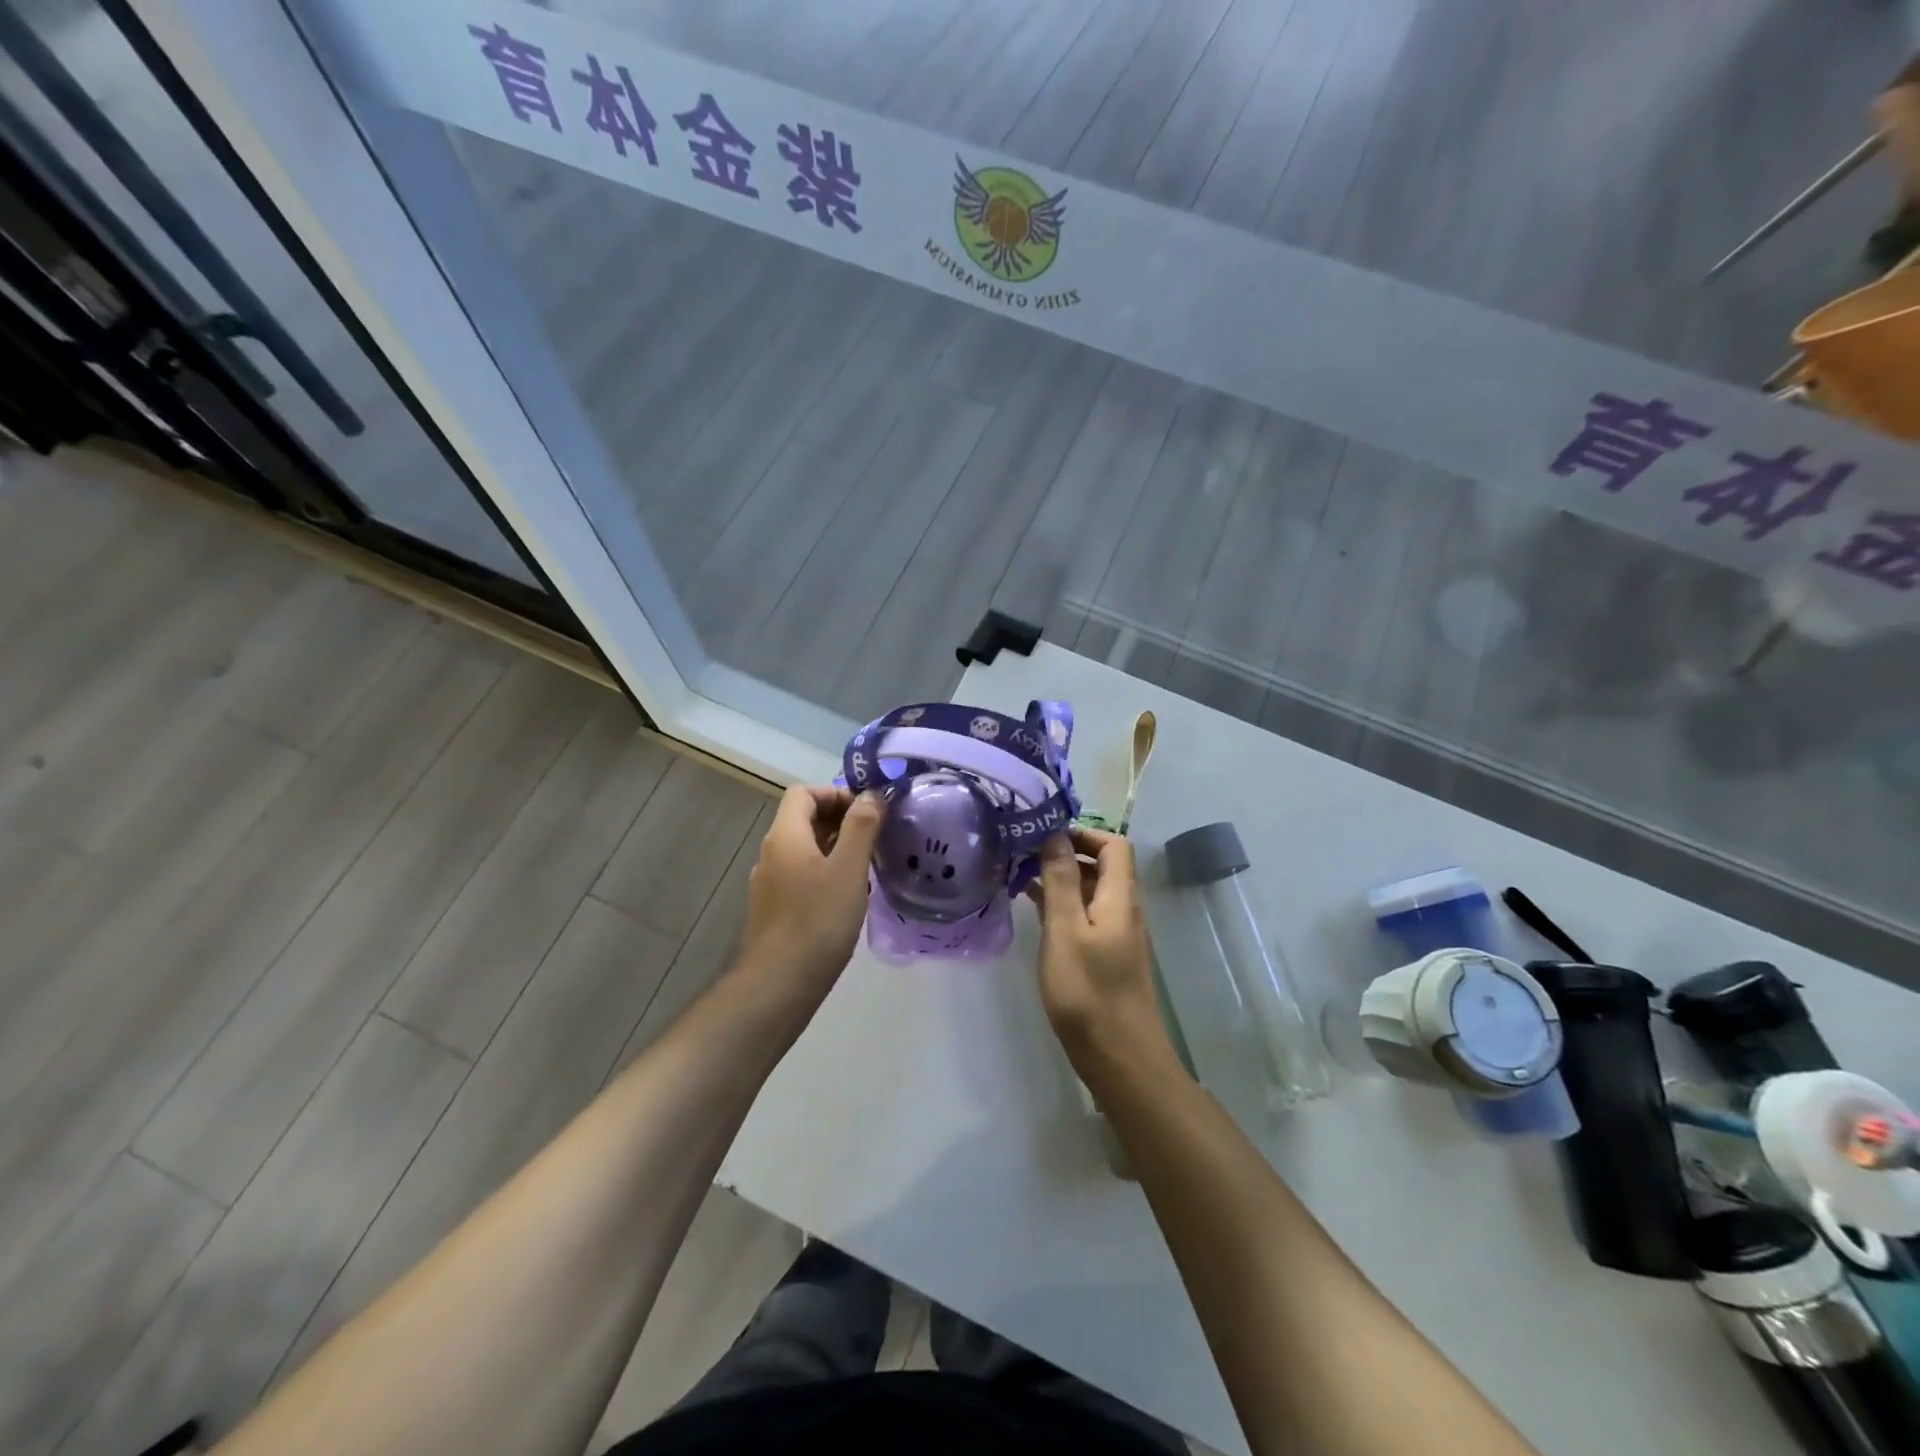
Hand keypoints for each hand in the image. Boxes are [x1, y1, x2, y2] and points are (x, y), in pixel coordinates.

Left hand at [739, 786, 885, 1008]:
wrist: (780, 984)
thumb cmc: (818, 921)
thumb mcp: (849, 869)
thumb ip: (861, 826)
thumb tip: (870, 794)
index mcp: (785, 836)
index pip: (803, 792)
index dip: (835, 793)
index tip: (866, 812)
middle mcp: (772, 853)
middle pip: (803, 818)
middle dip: (840, 819)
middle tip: (874, 837)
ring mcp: (770, 882)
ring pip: (804, 848)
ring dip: (835, 846)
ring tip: (867, 864)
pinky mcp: (775, 907)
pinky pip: (801, 873)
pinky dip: (825, 870)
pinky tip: (848, 894)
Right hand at [1032, 830, 1174, 1079]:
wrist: (1120, 1059)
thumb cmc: (1088, 992)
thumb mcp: (1066, 930)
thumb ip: (1061, 880)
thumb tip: (1055, 834)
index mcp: (1119, 897)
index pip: (1113, 845)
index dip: (1082, 832)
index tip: (1044, 836)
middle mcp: (1123, 910)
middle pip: (1103, 866)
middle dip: (1066, 853)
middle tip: (1024, 855)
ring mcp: (1116, 935)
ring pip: (1091, 892)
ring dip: (1061, 880)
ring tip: (1020, 879)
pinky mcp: (1106, 957)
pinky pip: (1086, 916)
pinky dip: (1063, 906)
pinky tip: (1035, 912)